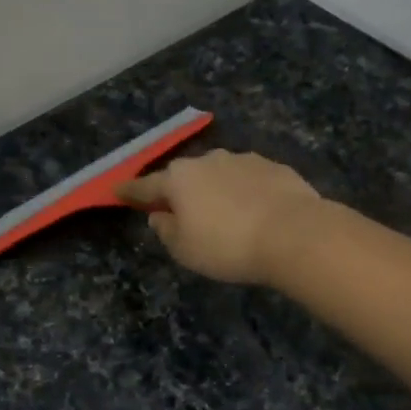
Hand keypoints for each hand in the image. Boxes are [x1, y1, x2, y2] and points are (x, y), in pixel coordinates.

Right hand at [117, 150, 324, 284]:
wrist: (294, 234)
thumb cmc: (227, 246)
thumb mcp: (184, 250)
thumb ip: (166, 230)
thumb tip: (159, 215)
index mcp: (178, 179)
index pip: (145, 186)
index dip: (130, 191)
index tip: (116, 190)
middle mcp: (207, 160)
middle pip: (184, 176)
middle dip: (179, 190)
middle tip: (179, 211)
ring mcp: (242, 159)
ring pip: (218, 174)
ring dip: (215, 190)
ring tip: (223, 215)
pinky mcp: (273, 167)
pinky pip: (248, 180)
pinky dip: (244, 192)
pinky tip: (254, 211)